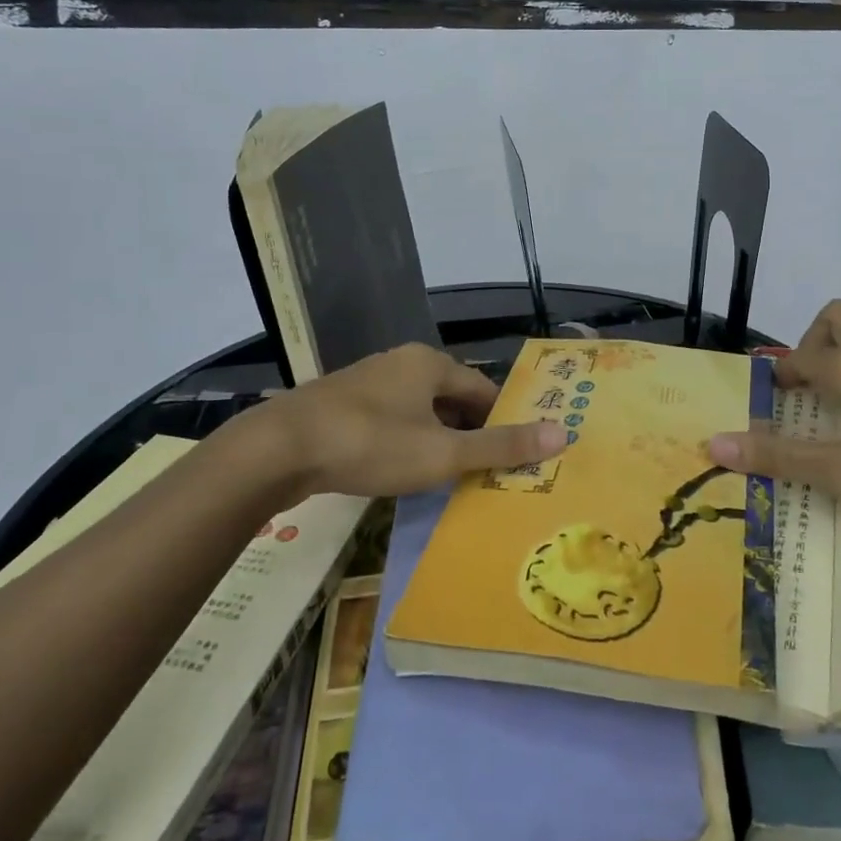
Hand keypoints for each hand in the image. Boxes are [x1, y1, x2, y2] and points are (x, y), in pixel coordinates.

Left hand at [213, 343, 566, 506]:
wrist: (277, 450)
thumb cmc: (370, 444)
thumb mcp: (442, 453)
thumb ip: (500, 446)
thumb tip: (563, 434)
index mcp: (429, 363)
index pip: (483, 388)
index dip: (502, 420)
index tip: (513, 453)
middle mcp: (400, 364)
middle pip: (451, 398)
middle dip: (469, 432)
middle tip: (484, 471)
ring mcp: (367, 382)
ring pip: (419, 411)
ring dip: (436, 439)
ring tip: (446, 476)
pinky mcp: (340, 405)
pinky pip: (389, 420)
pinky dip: (404, 442)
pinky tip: (400, 470)